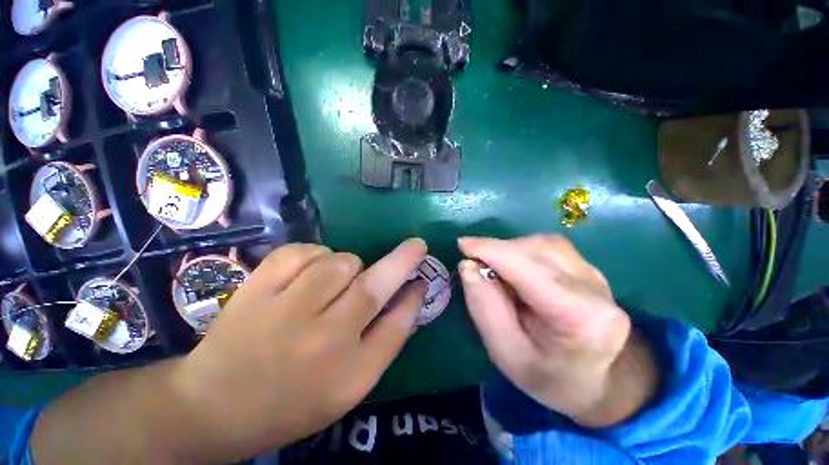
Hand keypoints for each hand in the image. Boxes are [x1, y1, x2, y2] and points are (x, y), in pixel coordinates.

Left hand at [169, 239, 427, 460]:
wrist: (213, 405)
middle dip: (401, 260)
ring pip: (340, 262)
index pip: (396, 326)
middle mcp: (321, 341)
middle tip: (416, 245)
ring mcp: (285, 310)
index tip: (424, 276)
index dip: (414, 297)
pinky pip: (304, 252)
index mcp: (347, 375)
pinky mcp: (258, 287)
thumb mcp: (350, 385)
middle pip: (371, 287)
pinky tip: (310, 272)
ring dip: (349, 264)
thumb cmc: (292, 401)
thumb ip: (387, 339)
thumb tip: (412, 296)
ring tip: (336, 281)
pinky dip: (316, 254)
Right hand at [459, 235, 657, 426]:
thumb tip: (468, 265)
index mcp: (579, 317)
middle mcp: (594, 288)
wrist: (595, 381)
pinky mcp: (589, 269)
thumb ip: (484, 307)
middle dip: (498, 250)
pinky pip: (549, 247)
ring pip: (543, 244)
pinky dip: (523, 251)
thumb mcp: (505, 352)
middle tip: (475, 263)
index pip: (529, 269)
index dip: (491, 250)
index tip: (462, 244)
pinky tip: (515, 268)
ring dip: (510, 249)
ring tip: (495, 268)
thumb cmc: (547, 375)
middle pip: (537, 251)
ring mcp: (596, 275)